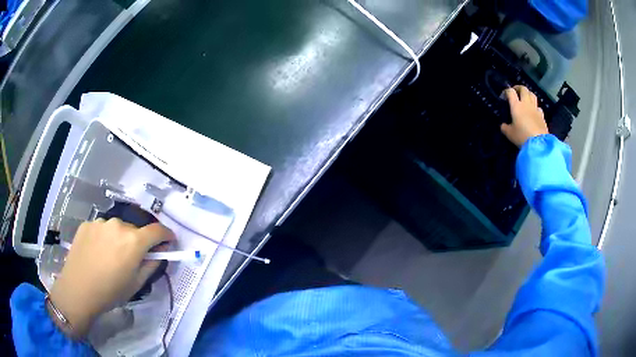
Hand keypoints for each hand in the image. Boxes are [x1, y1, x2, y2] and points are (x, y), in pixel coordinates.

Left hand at [49, 218, 173, 338]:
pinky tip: (97, 253)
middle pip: (135, 230)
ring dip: (120, 239)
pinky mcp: (87, 223)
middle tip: (132, 259)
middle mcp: (118, 225)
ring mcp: (100, 222)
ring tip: (110, 257)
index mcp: (134, 241)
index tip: (168, 241)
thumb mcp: (136, 284)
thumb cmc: (111, 292)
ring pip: (117, 228)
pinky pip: (102, 228)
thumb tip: (159, 253)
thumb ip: (151, 265)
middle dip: (138, 242)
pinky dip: (104, 238)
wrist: (78, 289)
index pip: (157, 230)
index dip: (166, 235)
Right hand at [501, 85, 548, 146]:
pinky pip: (538, 107)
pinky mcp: (542, 116)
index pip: (510, 91)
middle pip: (523, 89)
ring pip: (532, 94)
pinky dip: (535, 106)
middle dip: (518, 88)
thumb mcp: (509, 134)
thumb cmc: (522, 136)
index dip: (506, 91)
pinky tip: (534, 111)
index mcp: (516, 105)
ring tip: (525, 98)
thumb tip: (503, 125)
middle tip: (515, 92)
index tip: (504, 97)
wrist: (538, 144)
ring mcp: (535, 109)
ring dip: (528, 94)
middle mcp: (526, 104)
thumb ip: (505, 128)